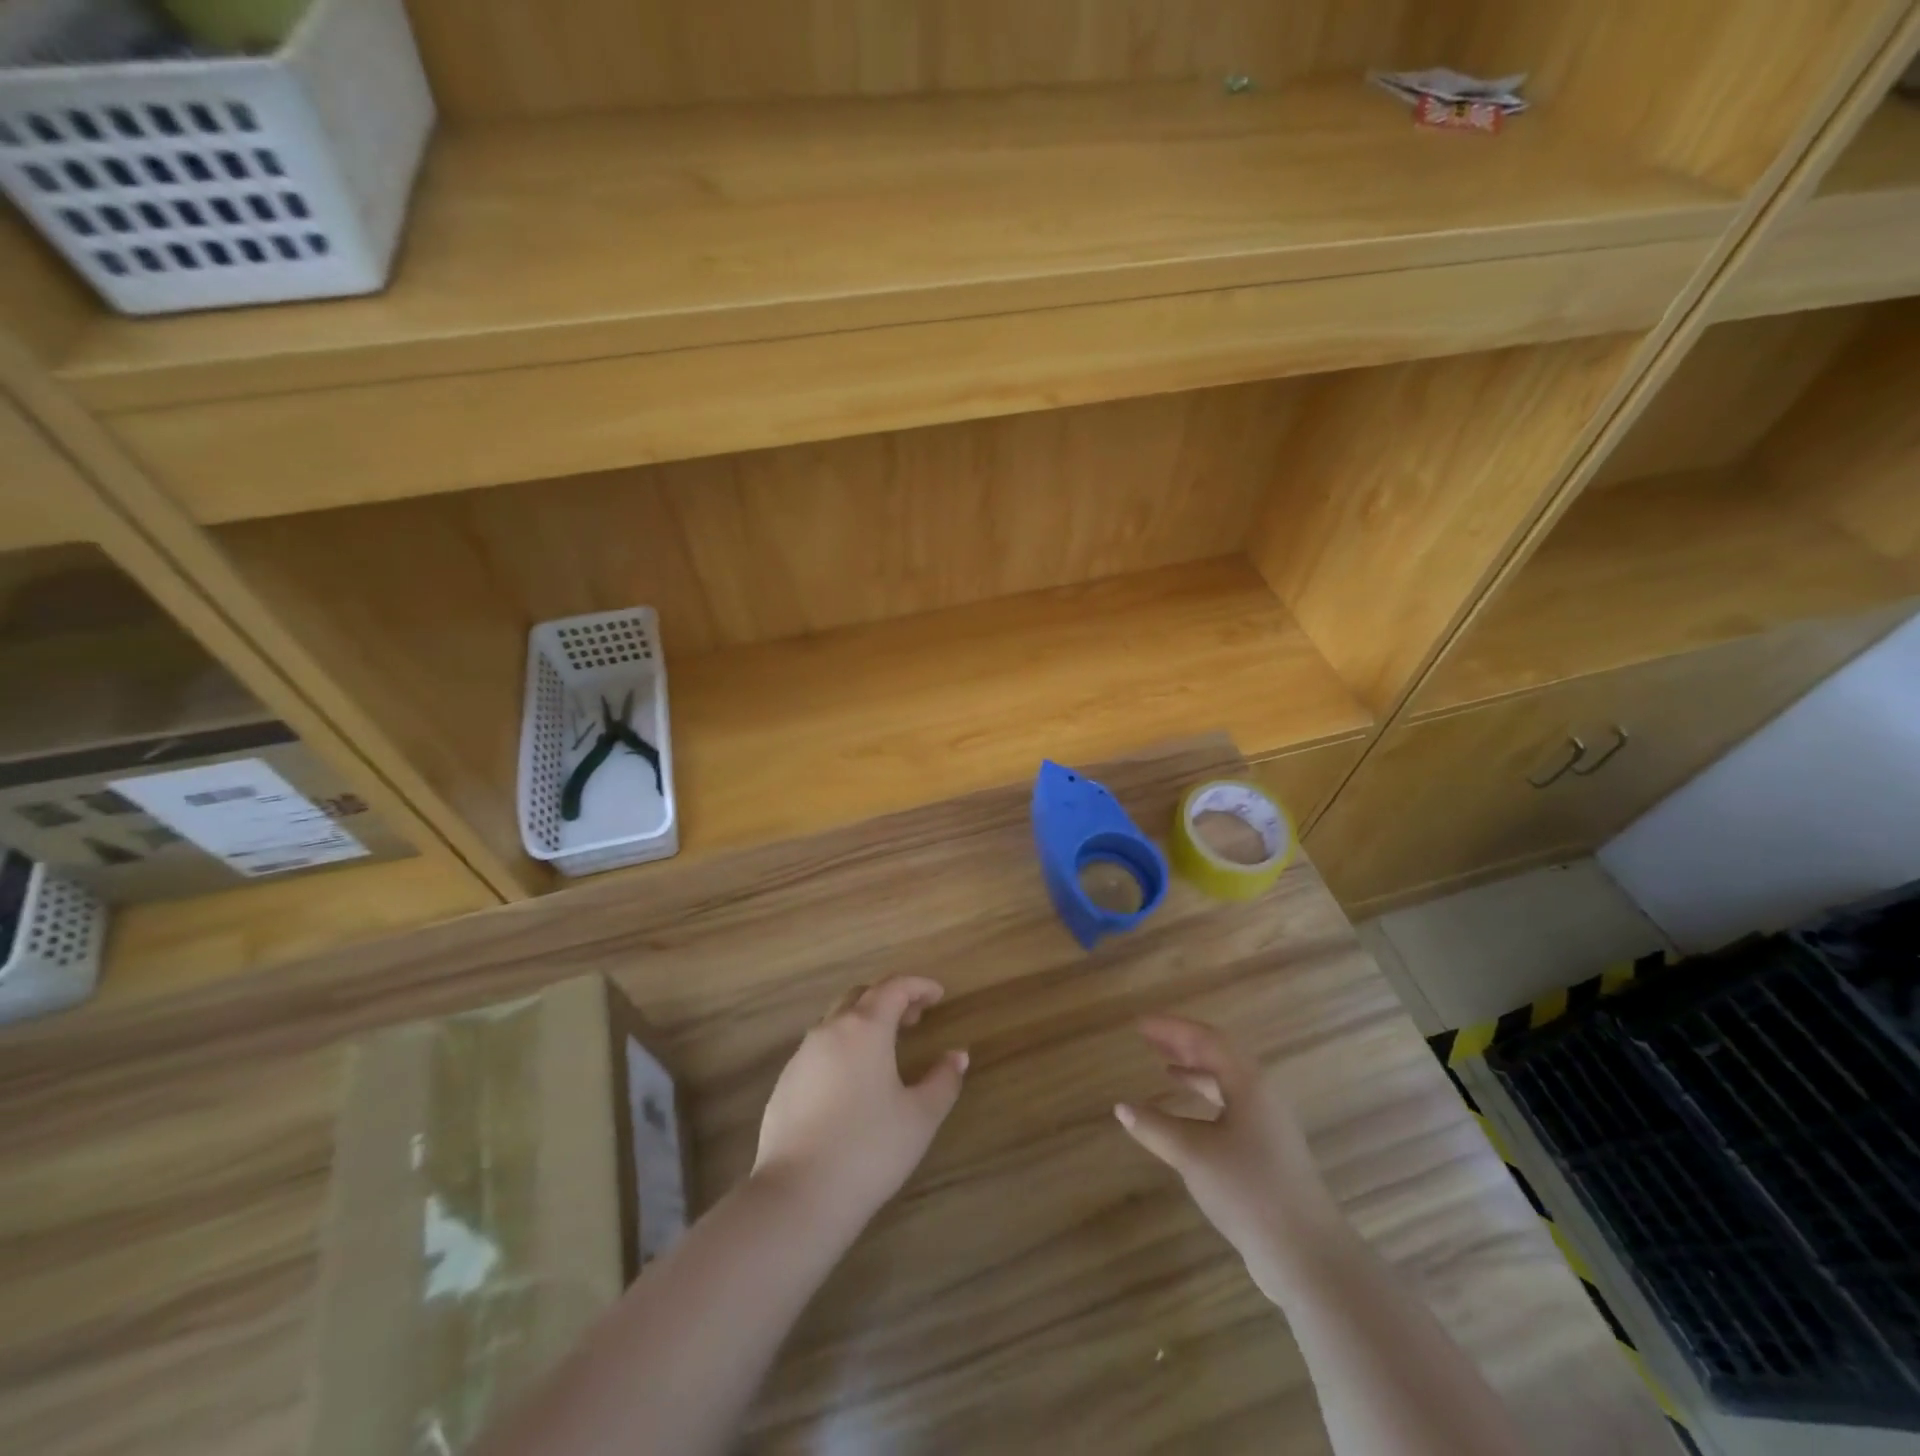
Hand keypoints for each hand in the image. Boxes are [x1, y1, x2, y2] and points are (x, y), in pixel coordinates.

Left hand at [753, 976, 968, 1234]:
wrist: (797, 1195)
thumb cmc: (869, 1149)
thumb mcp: (920, 1117)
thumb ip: (943, 1081)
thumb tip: (958, 1056)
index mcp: (865, 1028)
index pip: (894, 988)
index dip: (919, 986)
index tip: (938, 995)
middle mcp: (830, 1030)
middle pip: (861, 996)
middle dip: (890, 999)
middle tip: (914, 1018)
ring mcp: (801, 1056)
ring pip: (836, 1021)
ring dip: (863, 1022)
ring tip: (886, 1048)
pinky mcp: (784, 1084)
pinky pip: (818, 1049)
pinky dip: (842, 1048)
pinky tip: (853, 1081)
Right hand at [1115, 1015, 1340, 1297]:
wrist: (1306, 1253)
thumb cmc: (1248, 1190)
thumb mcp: (1193, 1155)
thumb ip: (1155, 1127)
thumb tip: (1121, 1108)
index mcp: (1248, 1083)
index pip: (1207, 1040)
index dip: (1172, 1029)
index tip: (1141, 1025)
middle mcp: (1262, 1094)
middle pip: (1220, 1055)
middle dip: (1184, 1044)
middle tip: (1150, 1038)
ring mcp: (1269, 1123)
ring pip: (1228, 1082)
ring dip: (1195, 1070)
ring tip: (1165, 1067)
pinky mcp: (1269, 1150)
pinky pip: (1232, 1106)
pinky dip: (1206, 1099)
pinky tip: (1187, 1114)